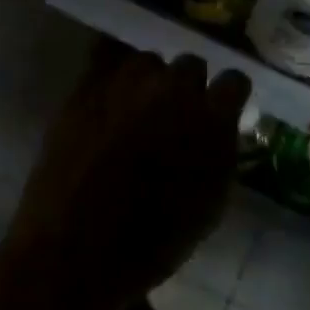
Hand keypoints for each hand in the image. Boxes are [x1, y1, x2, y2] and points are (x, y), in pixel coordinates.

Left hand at [2, 47, 250, 309]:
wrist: (74, 252)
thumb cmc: (151, 244)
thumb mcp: (209, 207)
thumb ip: (221, 154)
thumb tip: (220, 128)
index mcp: (210, 119)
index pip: (234, 81)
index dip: (228, 96)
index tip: (221, 109)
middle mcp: (173, 89)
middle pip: (190, 65)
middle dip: (187, 87)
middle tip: (175, 114)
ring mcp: (126, 83)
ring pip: (147, 61)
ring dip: (148, 80)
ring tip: (136, 106)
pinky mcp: (85, 87)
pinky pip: (105, 57)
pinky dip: (112, 71)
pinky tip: (110, 92)